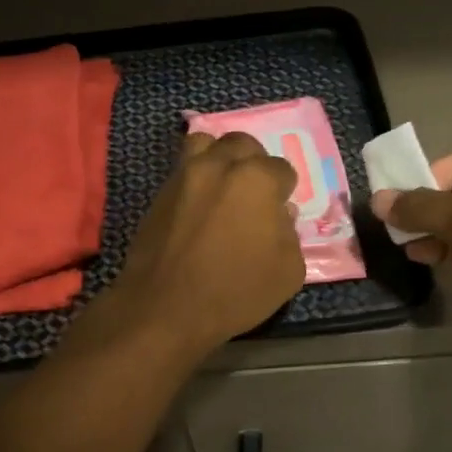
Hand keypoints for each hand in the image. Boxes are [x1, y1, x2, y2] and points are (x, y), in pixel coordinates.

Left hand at [91, 131, 304, 361]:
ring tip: (224, 187)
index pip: (282, 169)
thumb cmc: (235, 292)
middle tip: (255, 195)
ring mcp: (184, 175)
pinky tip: (201, 205)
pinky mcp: (160, 192)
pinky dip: (197, 177)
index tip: (280, 213)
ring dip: (221, 158)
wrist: (165, 308)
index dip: (285, 191)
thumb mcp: (288, 271)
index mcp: (257, 179)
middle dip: (255, 163)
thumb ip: (290, 234)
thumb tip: (280, 215)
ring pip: (206, 144)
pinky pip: (183, 169)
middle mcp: (219, 165)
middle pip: (243, 145)